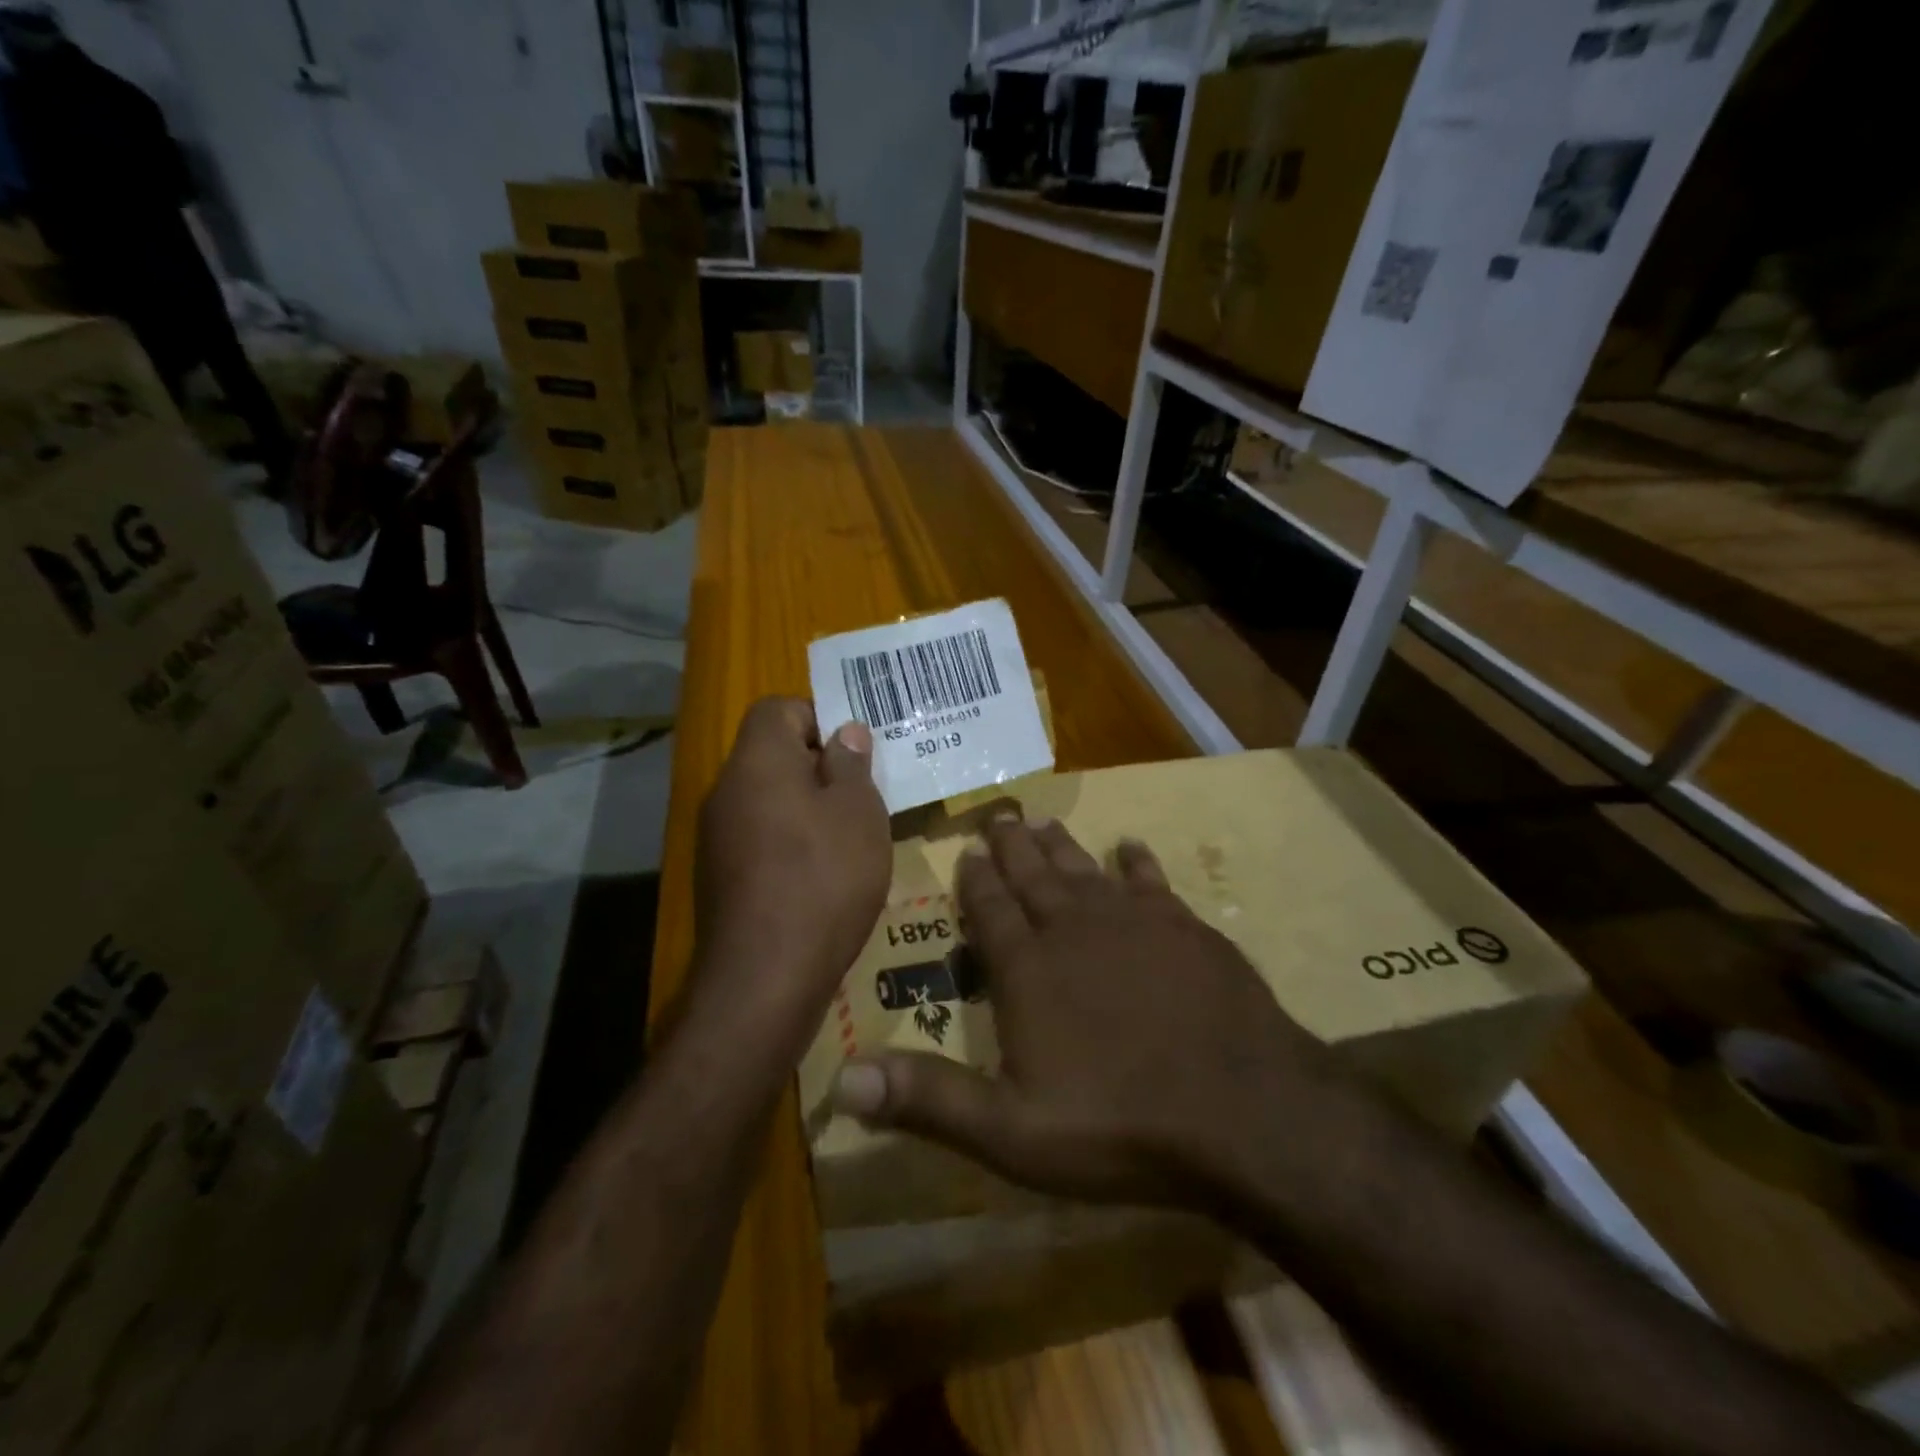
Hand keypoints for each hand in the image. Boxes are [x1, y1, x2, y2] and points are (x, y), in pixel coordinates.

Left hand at [693, 697, 889, 1026]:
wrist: (765, 976)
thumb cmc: (824, 878)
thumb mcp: (859, 813)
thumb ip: (851, 764)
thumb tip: (845, 733)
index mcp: (757, 761)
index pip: (779, 708)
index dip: (819, 719)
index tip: (854, 754)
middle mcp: (726, 790)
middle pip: (772, 755)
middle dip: (819, 768)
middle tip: (862, 797)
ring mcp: (716, 836)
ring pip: (767, 799)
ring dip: (806, 808)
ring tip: (848, 839)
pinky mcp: (718, 876)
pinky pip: (758, 838)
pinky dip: (789, 843)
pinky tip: (821, 876)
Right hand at [831, 816, 1333, 1207]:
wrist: (1242, 1110)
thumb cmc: (1118, 1122)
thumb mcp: (1010, 1131)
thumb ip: (927, 1099)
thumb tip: (840, 1080)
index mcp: (1028, 968)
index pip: (990, 910)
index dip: (975, 881)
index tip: (966, 849)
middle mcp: (1074, 929)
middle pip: (1034, 877)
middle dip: (1011, 846)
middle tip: (998, 814)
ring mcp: (1134, 923)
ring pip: (1084, 870)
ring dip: (1060, 847)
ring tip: (1043, 823)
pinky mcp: (1185, 929)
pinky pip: (1150, 883)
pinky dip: (1136, 864)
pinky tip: (1128, 848)